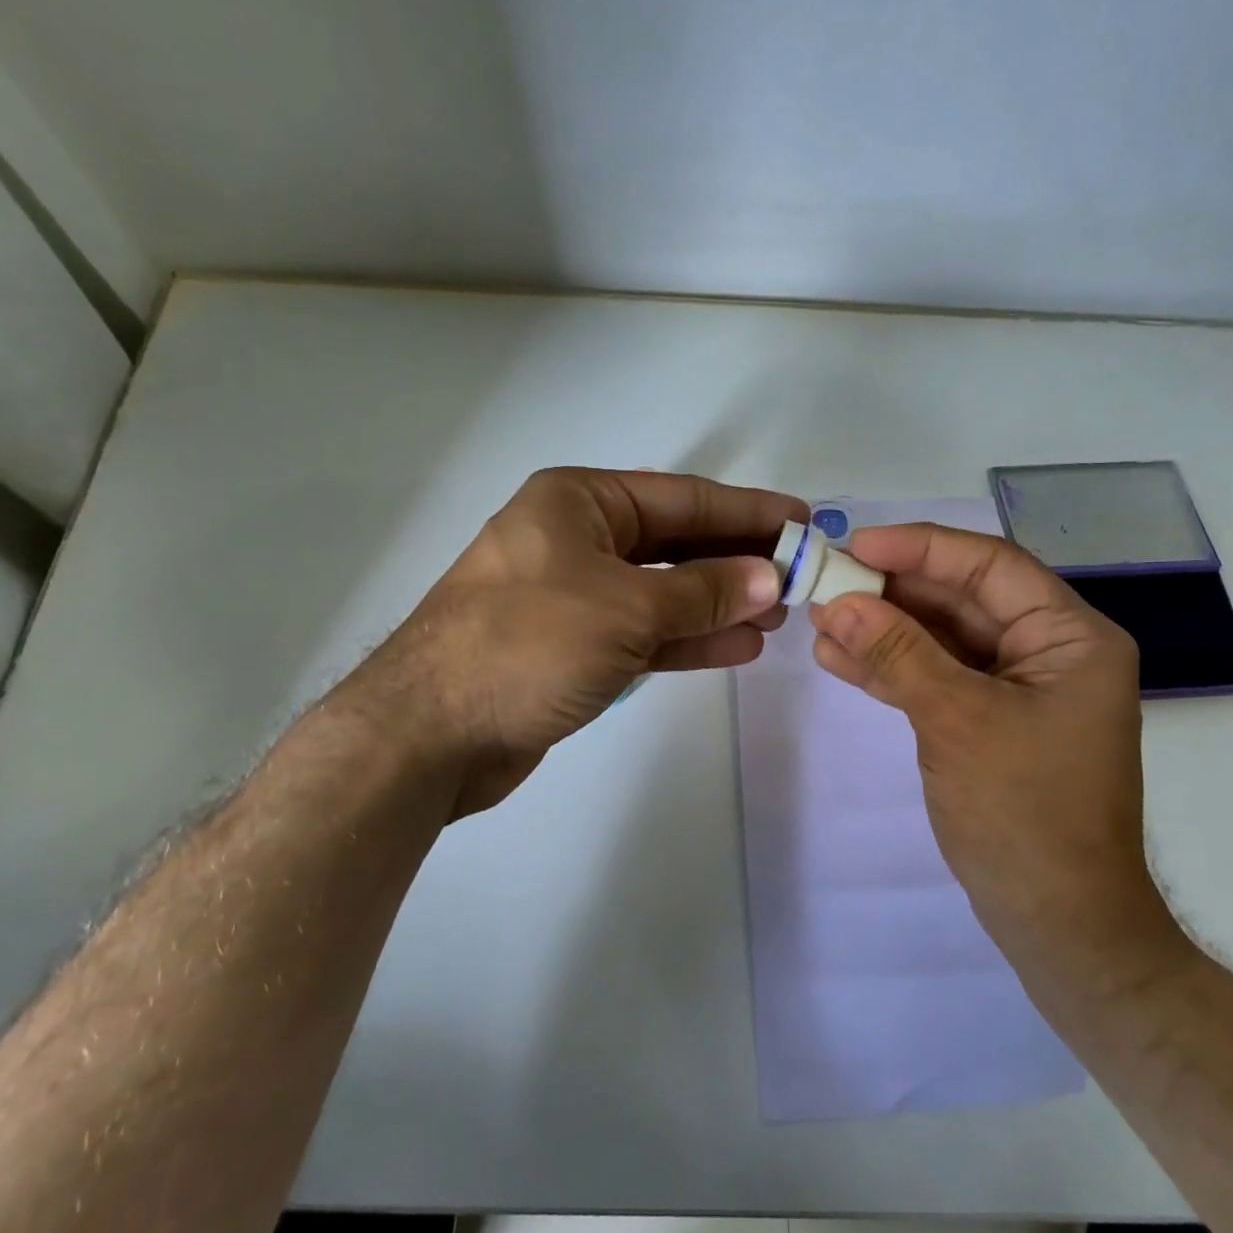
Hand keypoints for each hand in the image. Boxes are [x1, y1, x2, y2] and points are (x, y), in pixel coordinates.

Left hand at [354, 467, 805, 816]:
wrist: (431, 733)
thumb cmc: (527, 645)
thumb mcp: (625, 609)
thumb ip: (702, 592)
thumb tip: (768, 577)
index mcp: (578, 503)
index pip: (681, 498)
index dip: (746, 511)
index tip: (801, 520)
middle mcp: (576, 541)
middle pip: (675, 544)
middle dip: (736, 561)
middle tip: (798, 577)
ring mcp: (574, 597)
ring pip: (663, 593)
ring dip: (719, 604)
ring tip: (777, 616)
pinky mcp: (573, 648)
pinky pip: (644, 634)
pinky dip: (688, 639)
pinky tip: (738, 646)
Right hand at [809, 524, 1183, 984]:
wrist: (1057, 921)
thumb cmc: (1025, 812)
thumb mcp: (957, 720)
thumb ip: (898, 654)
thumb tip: (840, 602)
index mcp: (1069, 637)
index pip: (989, 566)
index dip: (921, 548)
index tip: (857, 546)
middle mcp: (1047, 652)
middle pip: (961, 599)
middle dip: (892, 591)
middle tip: (827, 581)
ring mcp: (1015, 689)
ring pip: (940, 639)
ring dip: (882, 629)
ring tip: (820, 619)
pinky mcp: (986, 722)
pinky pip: (934, 678)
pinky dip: (890, 669)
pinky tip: (839, 658)